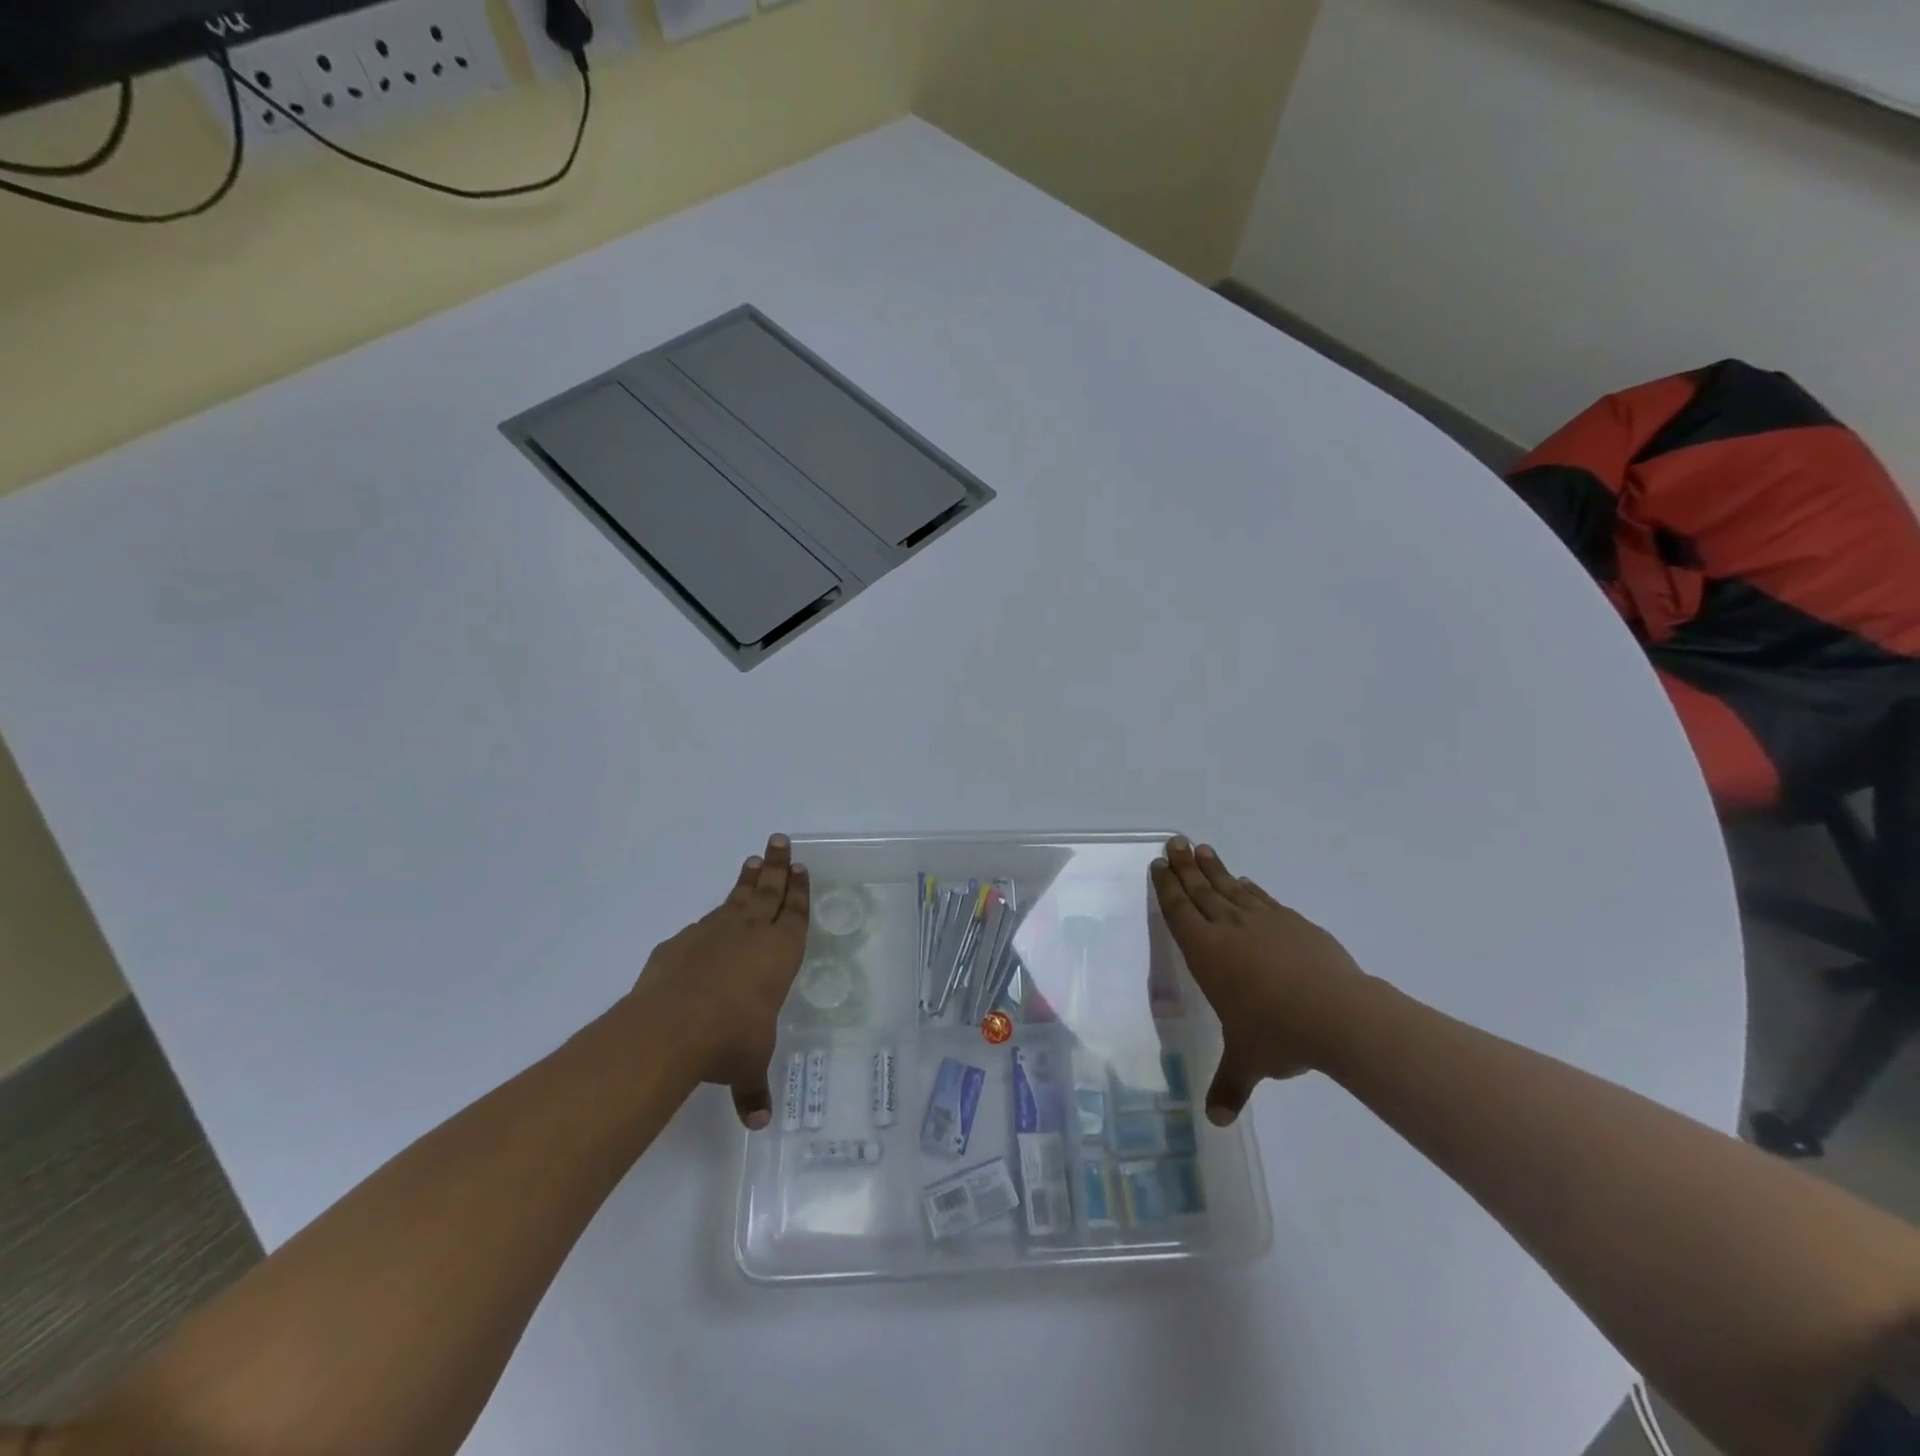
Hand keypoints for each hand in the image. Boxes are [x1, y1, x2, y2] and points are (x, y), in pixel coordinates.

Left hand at [631, 834, 809, 1128]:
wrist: (671, 1026)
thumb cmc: (730, 1039)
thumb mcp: (748, 1066)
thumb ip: (753, 1088)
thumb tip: (758, 1123)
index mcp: (780, 954)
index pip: (795, 914)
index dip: (799, 890)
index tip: (799, 867)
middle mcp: (751, 934)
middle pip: (769, 890)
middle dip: (776, 865)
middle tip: (779, 840)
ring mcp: (714, 932)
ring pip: (737, 897)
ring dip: (747, 879)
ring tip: (752, 860)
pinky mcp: (681, 942)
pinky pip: (704, 922)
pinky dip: (713, 914)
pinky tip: (712, 916)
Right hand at [1151, 836, 1365, 1125]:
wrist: (1340, 1014)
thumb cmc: (1278, 1034)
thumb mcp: (1248, 1061)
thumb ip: (1230, 1085)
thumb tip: (1217, 1121)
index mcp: (1207, 952)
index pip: (1180, 911)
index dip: (1168, 886)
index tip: (1160, 863)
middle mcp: (1230, 928)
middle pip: (1201, 889)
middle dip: (1185, 866)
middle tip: (1175, 841)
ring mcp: (1265, 921)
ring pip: (1231, 887)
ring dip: (1214, 869)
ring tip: (1203, 849)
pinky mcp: (1295, 923)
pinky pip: (1263, 898)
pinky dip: (1250, 888)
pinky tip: (1247, 884)